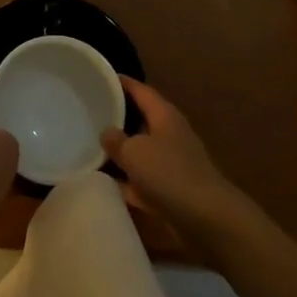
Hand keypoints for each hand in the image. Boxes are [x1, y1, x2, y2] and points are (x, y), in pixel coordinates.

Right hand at [103, 76, 252, 246]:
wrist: (206, 219)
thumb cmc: (169, 174)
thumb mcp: (134, 152)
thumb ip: (115, 140)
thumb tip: (107, 133)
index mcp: (164, 115)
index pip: (141, 90)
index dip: (122, 83)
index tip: (101, 78)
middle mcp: (169, 134)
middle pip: (140, 119)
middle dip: (118, 116)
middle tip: (91, 112)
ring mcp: (171, 163)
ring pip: (140, 150)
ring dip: (121, 150)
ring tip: (91, 145)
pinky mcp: (171, 189)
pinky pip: (142, 178)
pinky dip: (127, 180)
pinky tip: (105, 183)